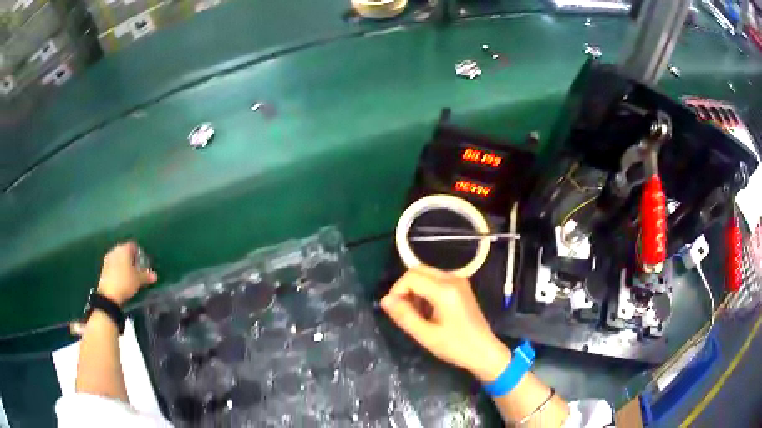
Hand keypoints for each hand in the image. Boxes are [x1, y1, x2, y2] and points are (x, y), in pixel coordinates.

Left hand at [97, 242, 157, 305]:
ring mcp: (108, 258)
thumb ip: (146, 276)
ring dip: (124, 264)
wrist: (108, 294)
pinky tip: (121, 279)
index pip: (134, 246)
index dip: (139, 255)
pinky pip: (114, 264)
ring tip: (129, 276)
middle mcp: (116, 249)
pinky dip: (118, 269)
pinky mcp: (104, 267)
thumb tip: (155, 275)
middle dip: (131, 259)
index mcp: (124, 249)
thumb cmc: (125, 282)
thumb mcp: (138, 280)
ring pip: (119, 258)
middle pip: (125, 251)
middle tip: (137, 270)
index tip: (143, 265)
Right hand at [380, 265, 510, 381]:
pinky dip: (425, 290)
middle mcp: (452, 278)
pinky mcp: (460, 286)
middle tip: (404, 311)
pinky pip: (436, 279)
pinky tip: (428, 310)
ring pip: (426, 274)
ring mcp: (458, 280)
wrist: (484, 351)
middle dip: (405, 288)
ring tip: (416, 314)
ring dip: (415, 289)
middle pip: (418, 270)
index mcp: (445, 290)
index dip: (397, 291)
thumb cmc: (455, 347)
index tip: (395, 310)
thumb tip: (384, 300)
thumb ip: (404, 316)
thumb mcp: (426, 335)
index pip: (411, 277)